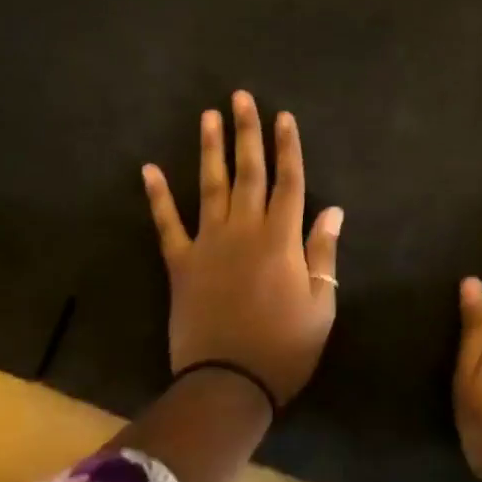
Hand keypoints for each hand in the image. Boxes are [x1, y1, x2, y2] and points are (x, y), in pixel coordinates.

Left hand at [142, 91, 342, 403]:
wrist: (228, 383)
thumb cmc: (285, 347)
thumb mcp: (321, 304)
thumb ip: (323, 252)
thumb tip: (332, 210)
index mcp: (281, 239)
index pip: (289, 182)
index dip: (288, 147)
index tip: (284, 116)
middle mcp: (244, 231)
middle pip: (248, 172)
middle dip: (247, 133)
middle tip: (241, 97)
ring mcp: (208, 245)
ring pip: (210, 187)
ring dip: (209, 150)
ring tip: (208, 115)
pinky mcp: (180, 264)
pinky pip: (167, 225)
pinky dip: (158, 197)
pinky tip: (149, 169)